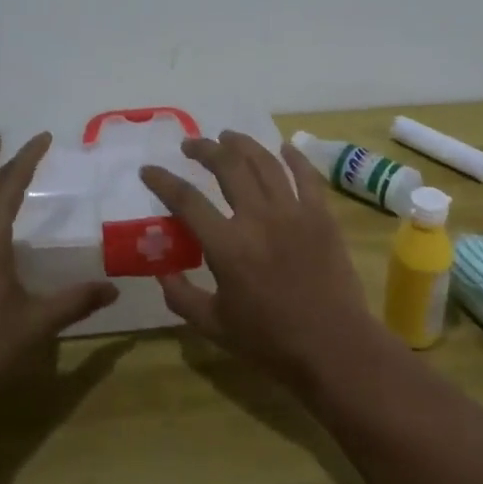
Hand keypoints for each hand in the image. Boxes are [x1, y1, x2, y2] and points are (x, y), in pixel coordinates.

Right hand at [141, 133, 381, 389]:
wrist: (333, 347)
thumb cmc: (271, 341)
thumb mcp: (214, 326)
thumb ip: (182, 297)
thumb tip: (162, 273)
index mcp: (227, 246)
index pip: (186, 200)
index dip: (163, 181)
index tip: (149, 170)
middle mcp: (258, 218)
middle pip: (227, 166)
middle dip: (204, 149)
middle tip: (191, 145)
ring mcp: (293, 212)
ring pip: (265, 162)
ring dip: (243, 144)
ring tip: (228, 137)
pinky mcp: (321, 215)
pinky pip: (307, 175)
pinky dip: (294, 157)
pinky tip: (283, 148)